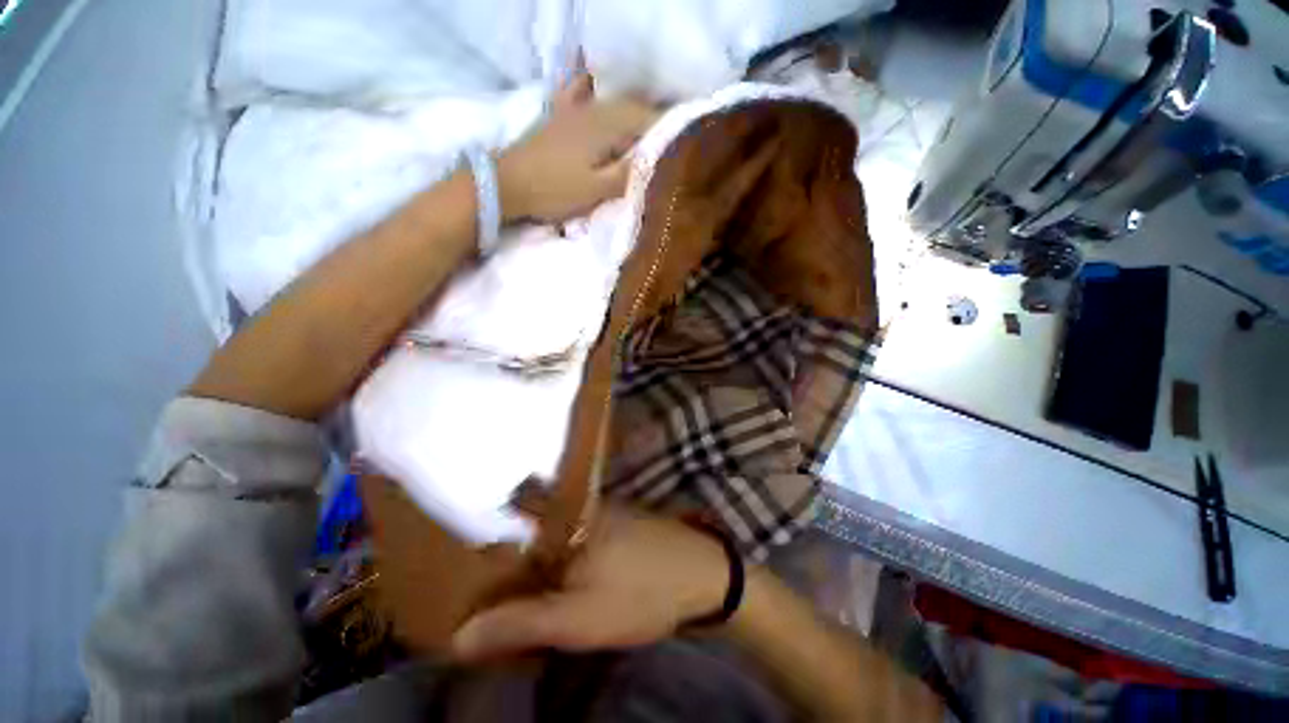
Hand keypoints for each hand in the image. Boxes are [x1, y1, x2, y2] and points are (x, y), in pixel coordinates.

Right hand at [452, 510, 729, 659]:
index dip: (485, 514)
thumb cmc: (640, 592)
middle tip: (469, 563)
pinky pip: (571, 534)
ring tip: (497, 572)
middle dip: (501, 537)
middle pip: (530, 516)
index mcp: (566, 519)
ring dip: (527, 546)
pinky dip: (553, 550)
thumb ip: (522, 623)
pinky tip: (546, 571)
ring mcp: (600, 514)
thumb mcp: (579, 618)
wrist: (702, 576)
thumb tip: (459, 636)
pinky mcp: (614, 527)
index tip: (456, 534)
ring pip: (551, 526)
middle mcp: (580, 507)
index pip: (514, 504)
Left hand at [498, 75, 658, 223]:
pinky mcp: (557, 116)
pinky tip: (592, 86)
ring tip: (640, 130)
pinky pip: (578, 94)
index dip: (663, 130)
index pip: (643, 120)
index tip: (678, 143)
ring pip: (608, 103)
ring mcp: (572, 110)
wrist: (508, 183)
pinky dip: (589, 90)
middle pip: (628, 108)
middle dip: (649, 122)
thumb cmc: (554, 190)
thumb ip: (625, 175)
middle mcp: (591, 110)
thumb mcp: (595, 190)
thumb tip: (654, 162)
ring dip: (628, 112)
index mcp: (604, 127)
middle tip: (663, 142)